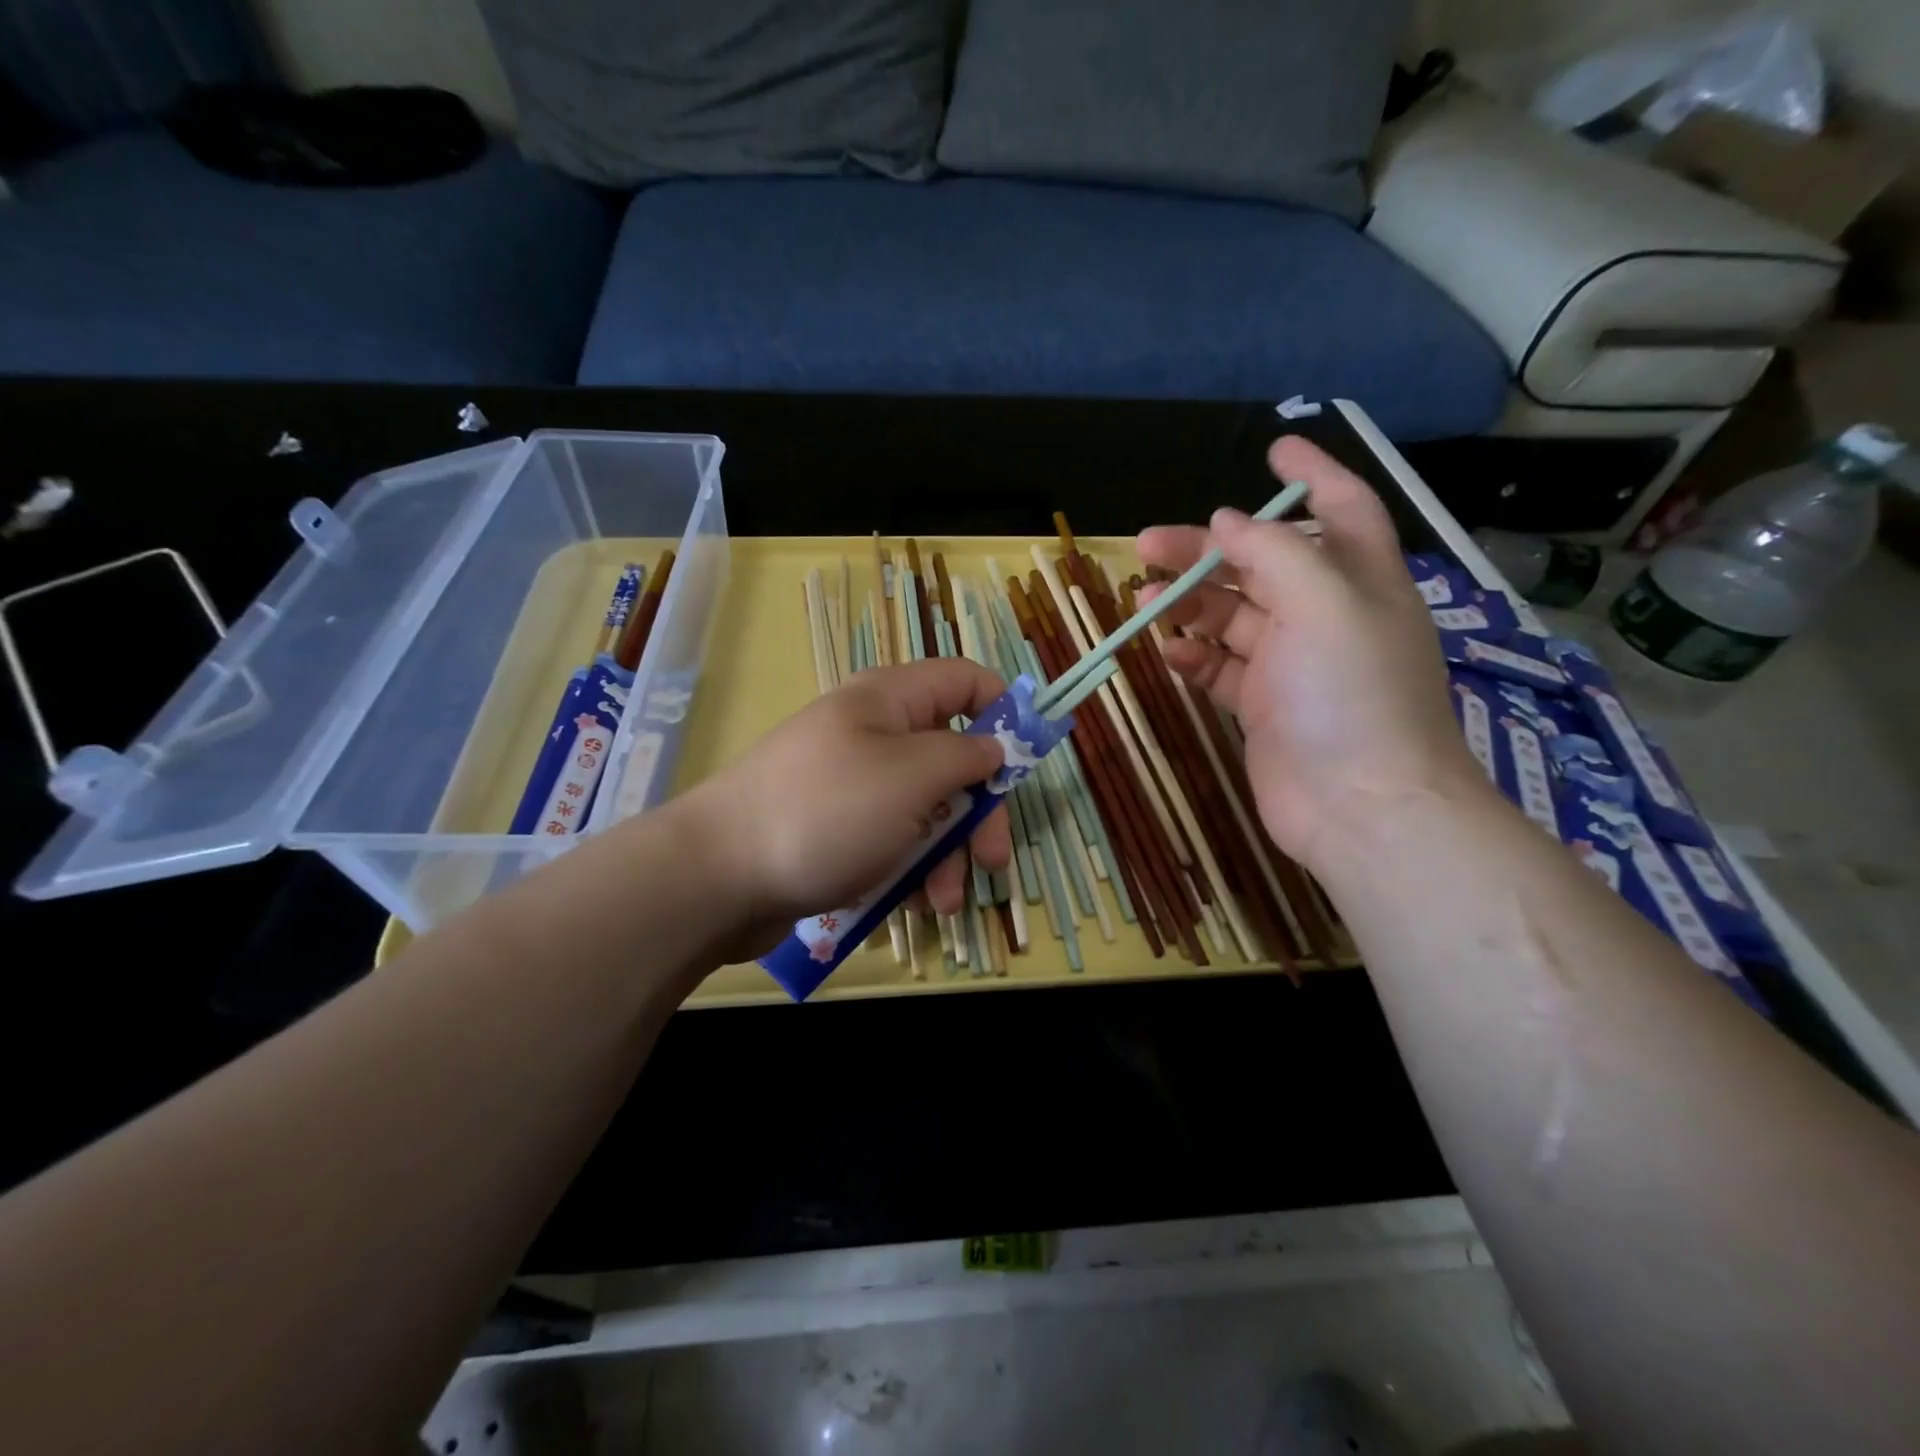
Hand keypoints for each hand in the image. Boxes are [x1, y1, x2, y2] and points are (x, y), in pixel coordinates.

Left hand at [676, 658, 1013, 955]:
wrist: (718, 876)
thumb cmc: (826, 812)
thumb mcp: (911, 777)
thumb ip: (965, 756)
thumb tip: (994, 746)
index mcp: (890, 700)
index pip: (965, 680)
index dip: (1003, 712)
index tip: (1026, 764)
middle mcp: (874, 734)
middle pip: (952, 757)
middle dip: (979, 811)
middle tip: (995, 859)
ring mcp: (853, 784)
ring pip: (925, 808)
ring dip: (946, 854)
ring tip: (943, 901)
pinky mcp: (836, 830)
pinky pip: (891, 840)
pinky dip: (909, 869)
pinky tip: (912, 904)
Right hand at [1136, 437, 1485, 870]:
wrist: (1361, 806)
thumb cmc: (1352, 694)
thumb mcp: (1323, 604)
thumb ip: (1272, 553)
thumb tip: (1225, 522)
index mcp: (1358, 581)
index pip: (1341, 508)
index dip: (1311, 473)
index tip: (1273, 448)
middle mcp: (1326, 616)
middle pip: (1260, 564)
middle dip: (1206, 549)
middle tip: (1146, 544)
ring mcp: (1292, 664)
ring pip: (1232, 616)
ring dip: (1188, 603)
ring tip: (1142, 598)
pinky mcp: (1263, 707)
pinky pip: (1220, 668)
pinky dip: (1192, 656)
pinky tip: (1167, 653)